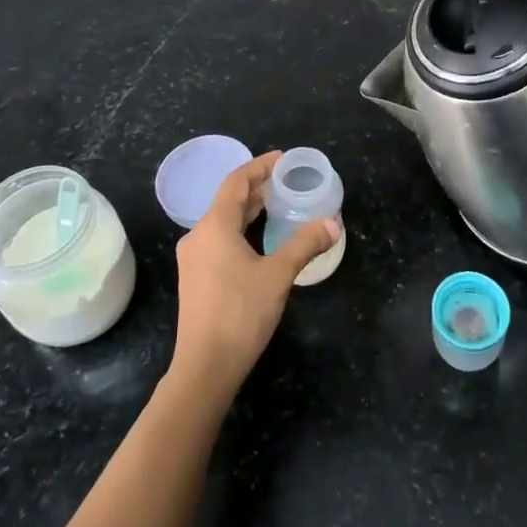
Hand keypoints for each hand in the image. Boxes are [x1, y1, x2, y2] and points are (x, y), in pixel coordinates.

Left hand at [168, 151, 337, 405]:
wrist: (205, 367)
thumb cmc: (241, 313)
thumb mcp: (278, 275)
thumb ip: (305, 245)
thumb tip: (333, 223)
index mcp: (214, 226)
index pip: (236, 182)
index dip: (260, 166)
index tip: (283, 159)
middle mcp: (198, 236)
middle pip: (228, 200)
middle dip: (257, 187)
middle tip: (287, 181)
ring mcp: (194, 258)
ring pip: (223, 221)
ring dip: (249, 210)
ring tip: (278, 205)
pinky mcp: (196, 278)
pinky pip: (219, 239)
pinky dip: (241, 229)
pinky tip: (260, 240)